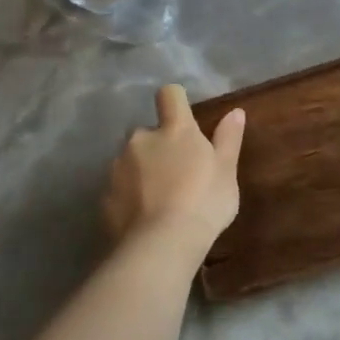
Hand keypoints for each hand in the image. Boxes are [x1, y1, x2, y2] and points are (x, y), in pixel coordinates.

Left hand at [104, 85, 245, 245]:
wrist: (161, 245)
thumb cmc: (204, 201)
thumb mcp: (227, 170)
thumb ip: (228, 138)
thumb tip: (235, 111)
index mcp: (174, 130)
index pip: (170, 95)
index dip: (176, 101)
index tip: (184, 117)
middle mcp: (141, 140)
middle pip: (149, 132)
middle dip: (159, 147)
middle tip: (179, 173)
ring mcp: (118, 167)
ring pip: (131, 160)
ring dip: (143, 171)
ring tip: (161, 200)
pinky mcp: (105, 196)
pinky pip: (120, 188)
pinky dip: (130, 196)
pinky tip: (145, 217)